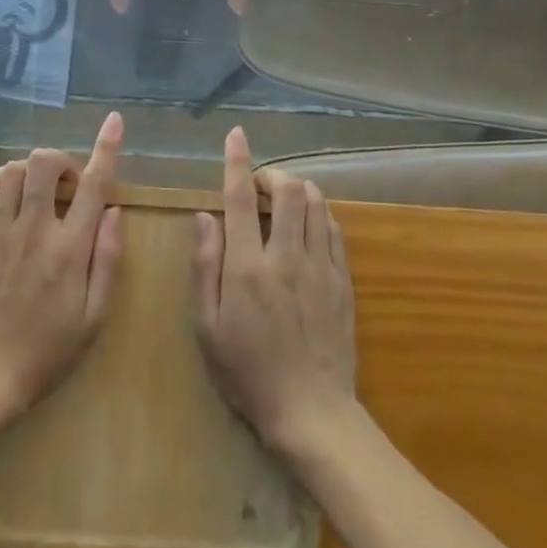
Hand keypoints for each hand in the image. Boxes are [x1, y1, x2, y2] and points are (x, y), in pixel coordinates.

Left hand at [0, 112, 125, 419]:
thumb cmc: (47, 350)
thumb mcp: (94, 317)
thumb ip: (108, 260)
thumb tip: (114, 211)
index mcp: (70, 249)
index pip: (93, 184)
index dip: (107, 148)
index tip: (115, 122)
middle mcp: (35, 230)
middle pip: (45, 163)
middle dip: (60, 160)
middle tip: (66, 185)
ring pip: (15, 170)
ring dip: (32, 171)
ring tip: (37, 194)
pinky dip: (0, 179)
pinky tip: (9, 195)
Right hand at [193, 127, 355, 457]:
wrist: (311, 412)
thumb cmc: (247, 373)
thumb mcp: (207, 327)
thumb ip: (204, 266)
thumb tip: (204, 217)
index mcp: (247, 267)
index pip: (239, 199)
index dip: (237, 162)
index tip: (236, 136)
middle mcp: (285, 257)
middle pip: (287, 190)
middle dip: (272, 173)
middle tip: (258, 183)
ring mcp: (320, 267)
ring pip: (315, 203)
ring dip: (297, 189)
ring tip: (282, 198)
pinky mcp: (342, 281)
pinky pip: (334, 229)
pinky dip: (319, 212)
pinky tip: (308, 221)